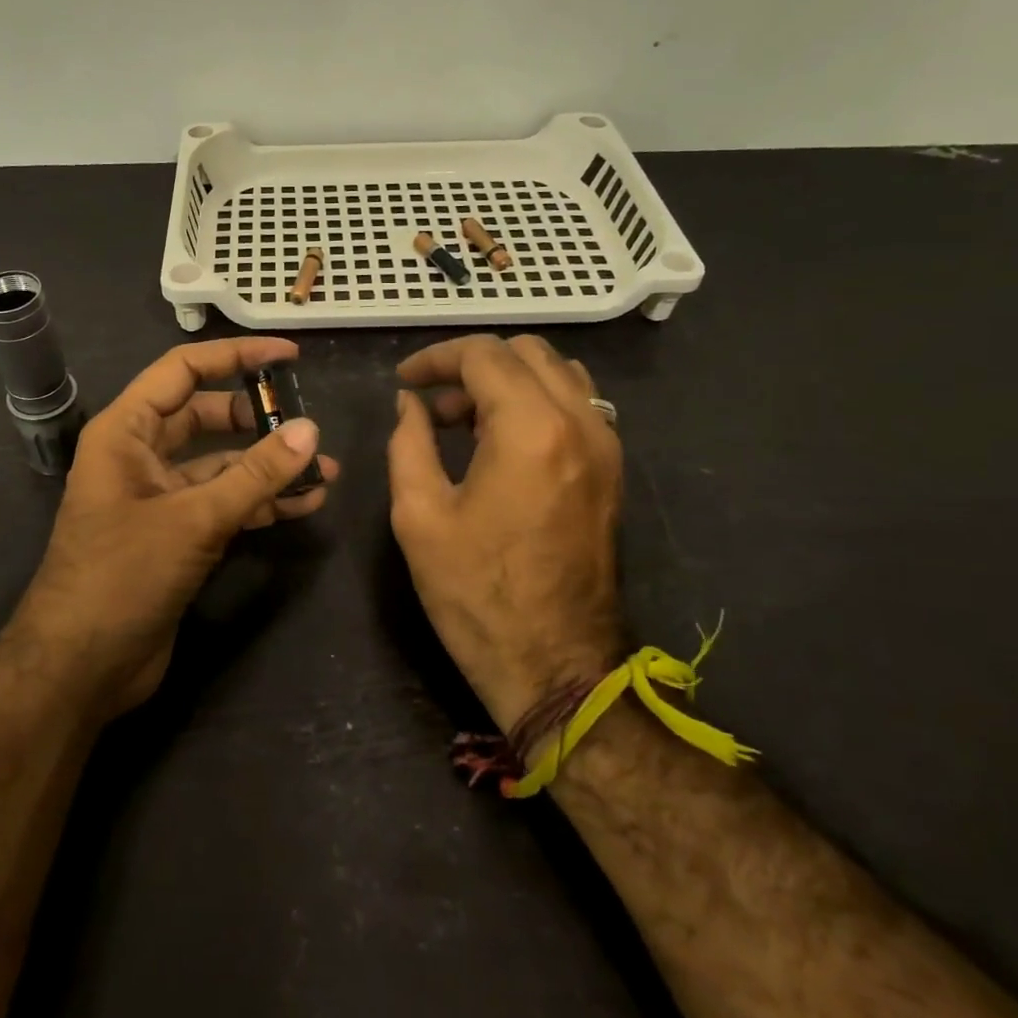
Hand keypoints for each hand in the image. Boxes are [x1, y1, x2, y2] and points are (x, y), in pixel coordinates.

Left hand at [19, 337, 338, 718]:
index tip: (289, 356)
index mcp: (126, 431)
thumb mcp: (193, 519)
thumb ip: (255, 475)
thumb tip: (310, 430)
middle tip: (308, 423)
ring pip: (220, 464)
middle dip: (257, 418)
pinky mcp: (175, 535)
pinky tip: (303, 505)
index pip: (183, 371)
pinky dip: (259, 502)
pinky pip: (223, 503)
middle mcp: (140, 455)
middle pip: (206, 416)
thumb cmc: (122, 576)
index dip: (236, 356)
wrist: (80, 668)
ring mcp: (158, 497)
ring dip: (268, 466)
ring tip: (325, 470)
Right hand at [386, 334, 625, 731]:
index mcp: (530, 429)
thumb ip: (409, 442)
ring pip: (557, 372)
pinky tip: (502, 442)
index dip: (435, 358)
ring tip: (465, 422)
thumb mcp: (419, 515)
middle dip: (471, 365)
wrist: (556, 665)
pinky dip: (536, 401)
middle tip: (433, 406)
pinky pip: (578, 405)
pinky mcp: (612, 471)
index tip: (404, 382)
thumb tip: (409, 404)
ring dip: (507, 380)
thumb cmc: (476, 593)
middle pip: (526, 351)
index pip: (483, 354)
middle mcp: (580, 422)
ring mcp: (606, 446)